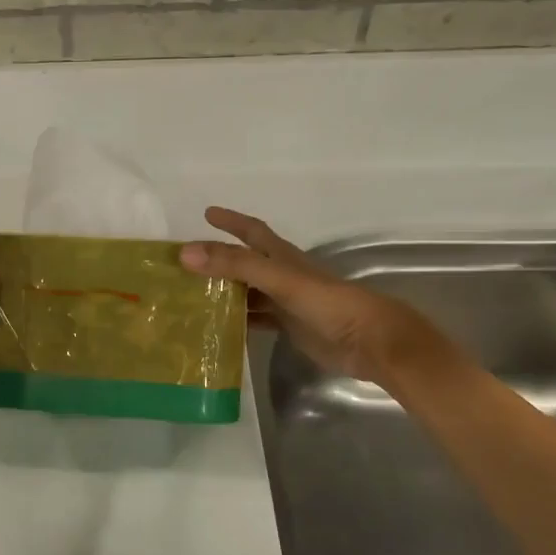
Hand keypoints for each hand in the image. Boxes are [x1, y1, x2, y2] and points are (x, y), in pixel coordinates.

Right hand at [180, 207, 448, 385]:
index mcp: (282, 257)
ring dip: (224, 291)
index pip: (252, 231)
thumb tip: (186, 253)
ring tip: (192, 295)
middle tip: (186, 262)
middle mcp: (282, 275)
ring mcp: (286, 301)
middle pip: (245, 262)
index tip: (207, 213)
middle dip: (218, 259)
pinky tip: (218, 326)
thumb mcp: (278, 279)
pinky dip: (237, 319)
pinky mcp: (290, 326)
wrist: (369, 341)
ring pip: (247, 291)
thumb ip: (235, 265)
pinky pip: (256, 318)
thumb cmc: (327, 303)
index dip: (231, 221)